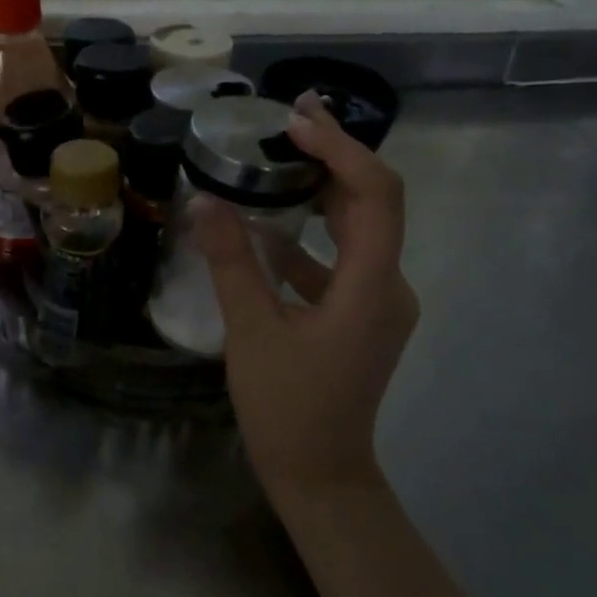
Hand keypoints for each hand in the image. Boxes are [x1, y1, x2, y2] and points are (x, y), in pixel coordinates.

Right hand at [195, 92, 418, 501]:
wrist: (319, 473)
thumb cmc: (286, 408)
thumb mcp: (251, 332)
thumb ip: (232, 263)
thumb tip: (206, 202)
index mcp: (372, 288)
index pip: (376, 195)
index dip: (340, 150)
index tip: (296, 123)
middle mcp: (389, 287)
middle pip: (372, 204)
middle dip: (332, 159)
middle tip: (285, 124)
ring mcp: (379, 303)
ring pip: (357, 231)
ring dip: (320, 195)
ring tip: (275, 163)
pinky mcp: (362, 316)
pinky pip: (340, 261)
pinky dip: (307, 239)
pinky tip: (265, 233)